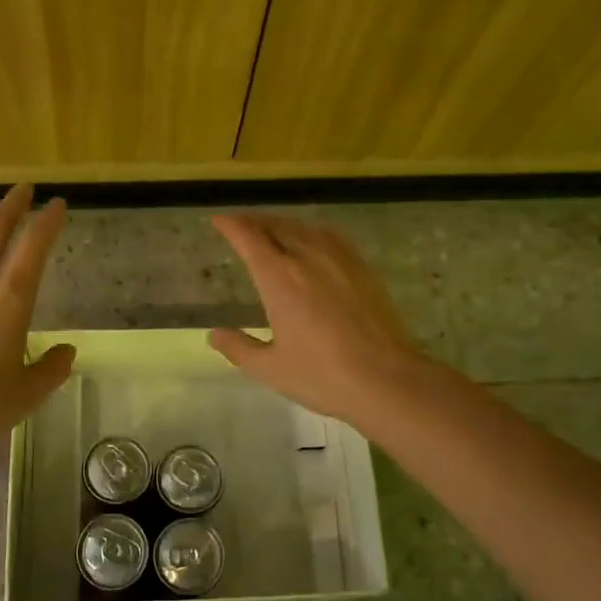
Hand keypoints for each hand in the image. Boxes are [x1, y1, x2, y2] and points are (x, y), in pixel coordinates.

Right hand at [208, 213, 436, 424]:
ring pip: (304, 228)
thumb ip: (239, 348)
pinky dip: (312, 231)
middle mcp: (307, 257)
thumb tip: (214, 334)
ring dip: (282, 224)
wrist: (386, 379)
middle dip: (254, 221)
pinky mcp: (362, 268)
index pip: (248, 238)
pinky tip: (313, 241)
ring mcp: (339, 259)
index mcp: (279, 278)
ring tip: (272, 229)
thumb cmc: (322, 375)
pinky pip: (331, 237)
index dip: (231, 225)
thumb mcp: (270, 368)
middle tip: (240, 225)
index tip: (218, 221)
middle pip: (276, 226)